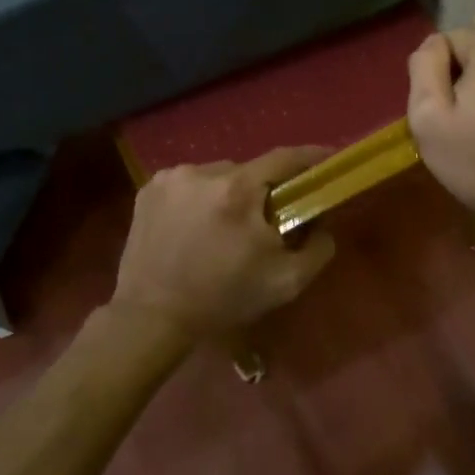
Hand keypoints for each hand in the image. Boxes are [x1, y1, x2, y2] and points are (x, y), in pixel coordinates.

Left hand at [112, 147, 336, 338]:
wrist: (152, 317)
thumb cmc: (223, 299)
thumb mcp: (287, 282)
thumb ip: (319, 247)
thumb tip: (322, 221)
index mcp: (238, 190)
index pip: (285, 158)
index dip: (310, 157)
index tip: (327, 160)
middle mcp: (203, 172)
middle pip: (249, 170)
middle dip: (262, 191)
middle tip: (267, 218)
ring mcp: (171, 178)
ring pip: (217, 176)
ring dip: (229, 194)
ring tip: (224, 228)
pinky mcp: (148, 189)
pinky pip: (189, 184)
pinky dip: (200, 199)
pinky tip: (195, 228)